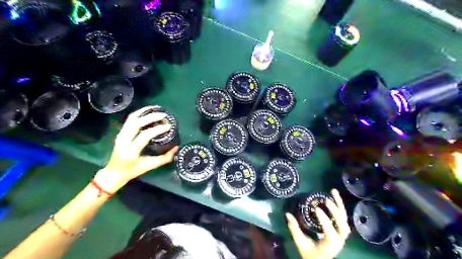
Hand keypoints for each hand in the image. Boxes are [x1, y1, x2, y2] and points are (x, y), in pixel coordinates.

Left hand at [95, 105, 178, 191]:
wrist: (114, 172)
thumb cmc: (133, 171)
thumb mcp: (151, 166)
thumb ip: (165, 158)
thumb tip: (176, 148)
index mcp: (131, 151)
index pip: (144, 136)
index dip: (157, 129)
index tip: (168, 126)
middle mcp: (124, 141)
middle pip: (136, 123)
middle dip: (151, 117)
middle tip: (164, 115)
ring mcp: (120, 135)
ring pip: (131, 119)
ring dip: (144, 112)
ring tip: (156, 108)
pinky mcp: (120, 132)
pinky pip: (129, 120)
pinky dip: (139, 114)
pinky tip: (147, 111)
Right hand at [285, 188, 350, 258]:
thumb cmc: (310, 253)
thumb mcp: (301, 243)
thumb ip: (294, 229)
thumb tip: (287, 214)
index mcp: (330, 245)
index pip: (330, 233)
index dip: (325, 221)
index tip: (316, 209)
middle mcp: (339, 239)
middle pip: (343, 226)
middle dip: (335, 213)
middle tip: (326, 201)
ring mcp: (341, 234)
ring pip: (345, 219)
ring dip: (340, 205)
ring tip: (333, 191)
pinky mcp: (340, 228)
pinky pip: (343, 216)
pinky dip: (340, 205)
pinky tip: (335, 195)